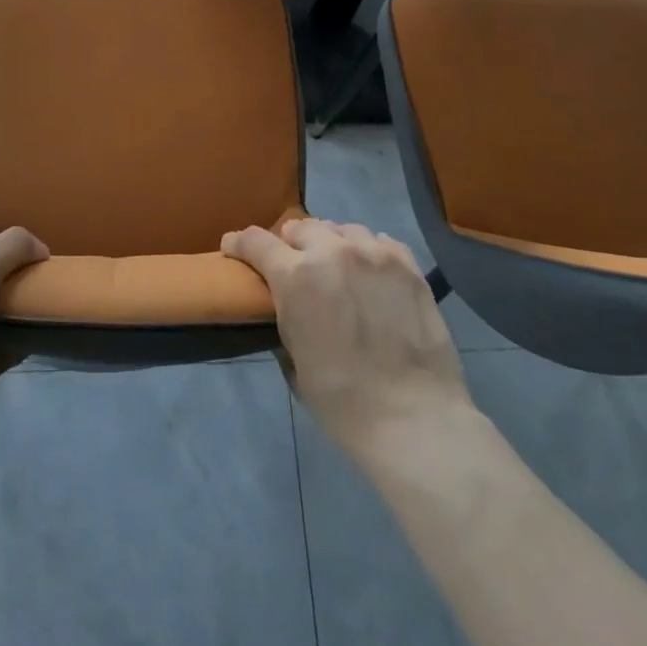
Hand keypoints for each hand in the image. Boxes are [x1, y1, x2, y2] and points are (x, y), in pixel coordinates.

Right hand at [222, 218, 469, 457]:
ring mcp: (373, 252)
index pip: (256, 241)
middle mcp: (332, 251)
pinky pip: (379, 241)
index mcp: (296, 276)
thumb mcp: (295, 362)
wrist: (413, 418)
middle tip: (295, 267)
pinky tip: (371, 272)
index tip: (233, 248)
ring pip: (341, 229)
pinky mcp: (406, 263)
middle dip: (290, 245)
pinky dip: (367, 251)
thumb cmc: (344, 402)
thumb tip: (286, 304)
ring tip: (337, 267)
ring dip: (330, 244)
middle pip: (300, 227)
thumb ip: (286, 318)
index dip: (239, 244)